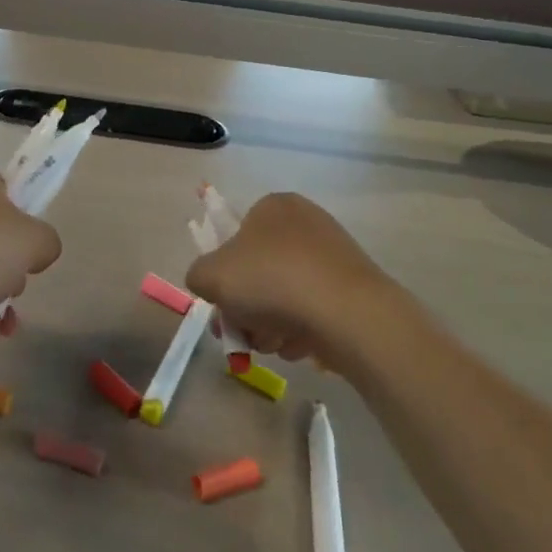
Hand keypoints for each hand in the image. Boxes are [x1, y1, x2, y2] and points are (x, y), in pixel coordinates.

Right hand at [185, 193, 413, 369]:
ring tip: (271, 343)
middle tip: (241, 333)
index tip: (221, 303)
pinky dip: (301, 329)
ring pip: (284, 294)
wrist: (347, 314)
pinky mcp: (353, 288)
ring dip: (269, 323)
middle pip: (258, 271)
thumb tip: (211, 284)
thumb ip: (198, 275)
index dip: (222, 273)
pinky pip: (313, 309)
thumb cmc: (271, 281)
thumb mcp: (210, 275)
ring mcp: (334, 255)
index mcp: (272, 206)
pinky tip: (298, 345)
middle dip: (245, 307)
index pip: (234, 237)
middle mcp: (305, 222)